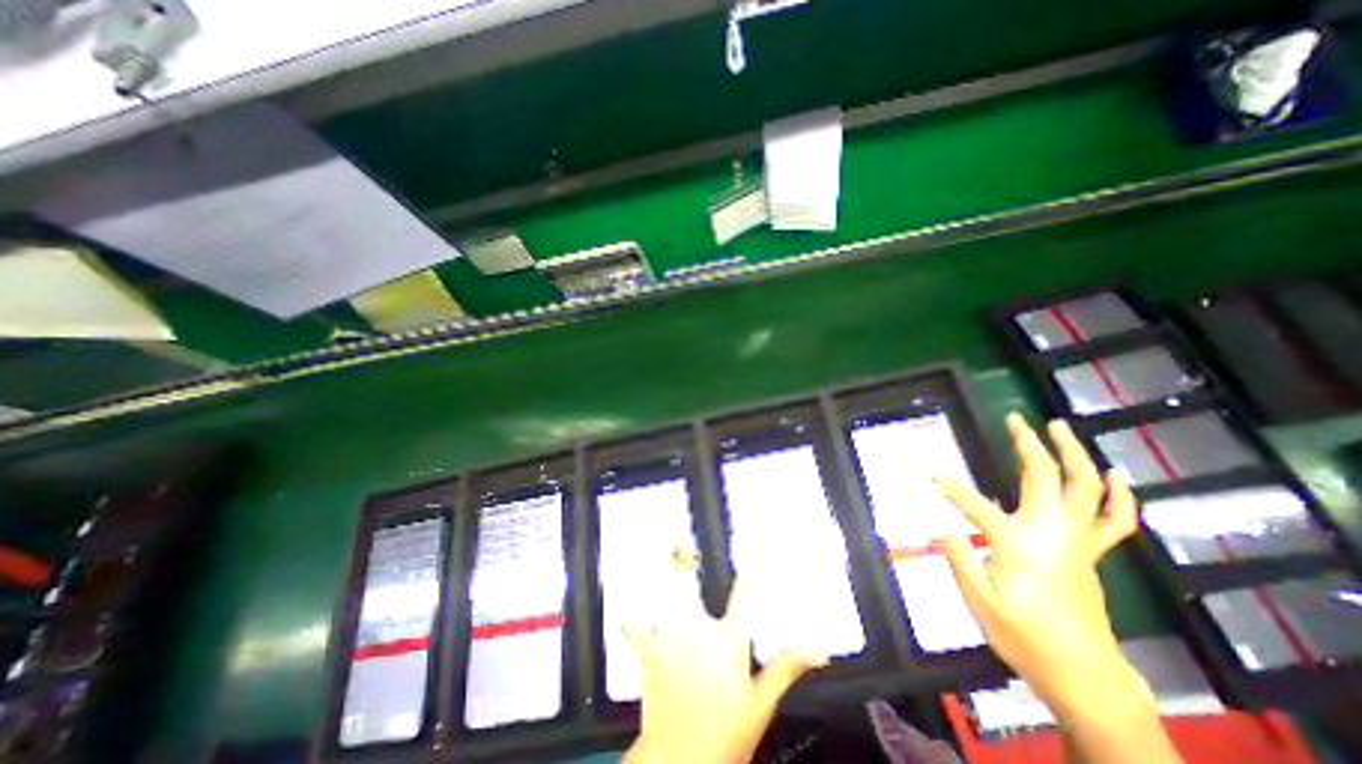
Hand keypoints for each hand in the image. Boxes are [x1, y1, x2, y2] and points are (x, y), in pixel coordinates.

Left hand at [620, 550, 828, 763]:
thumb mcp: (762, 704)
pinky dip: (631, 615)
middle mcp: (698, 632)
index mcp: (728, 641)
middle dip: (683, 560)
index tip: (751, 544)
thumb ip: (787, 668)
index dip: (750, 566)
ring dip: (658, 575)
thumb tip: (817, 648)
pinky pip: (635, 627)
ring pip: (661, 596)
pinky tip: (628, 604)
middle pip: (687, 585)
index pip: (744, 593)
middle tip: (683, 543)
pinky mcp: (651, 653)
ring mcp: (671, 640)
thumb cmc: (723, 736)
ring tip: (659, 554)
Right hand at [931, 413, 1139, 708]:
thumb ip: (959, 557)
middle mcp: (1051, 533)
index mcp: (1017, 543)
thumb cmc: (1024, 636)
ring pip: (1086, 488)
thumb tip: (939, 527)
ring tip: (1060, 428)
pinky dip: (1118, 494)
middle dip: (1029, 444)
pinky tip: (1113, 475)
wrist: (1084, 674)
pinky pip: (1114, 518)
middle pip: (1045, 478)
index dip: (947, 483)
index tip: (927, 468)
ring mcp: (1078, 541)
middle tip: (1017, 419)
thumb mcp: (980, 601)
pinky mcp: (1092, 552)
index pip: (972, 502)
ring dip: (1074, 454)